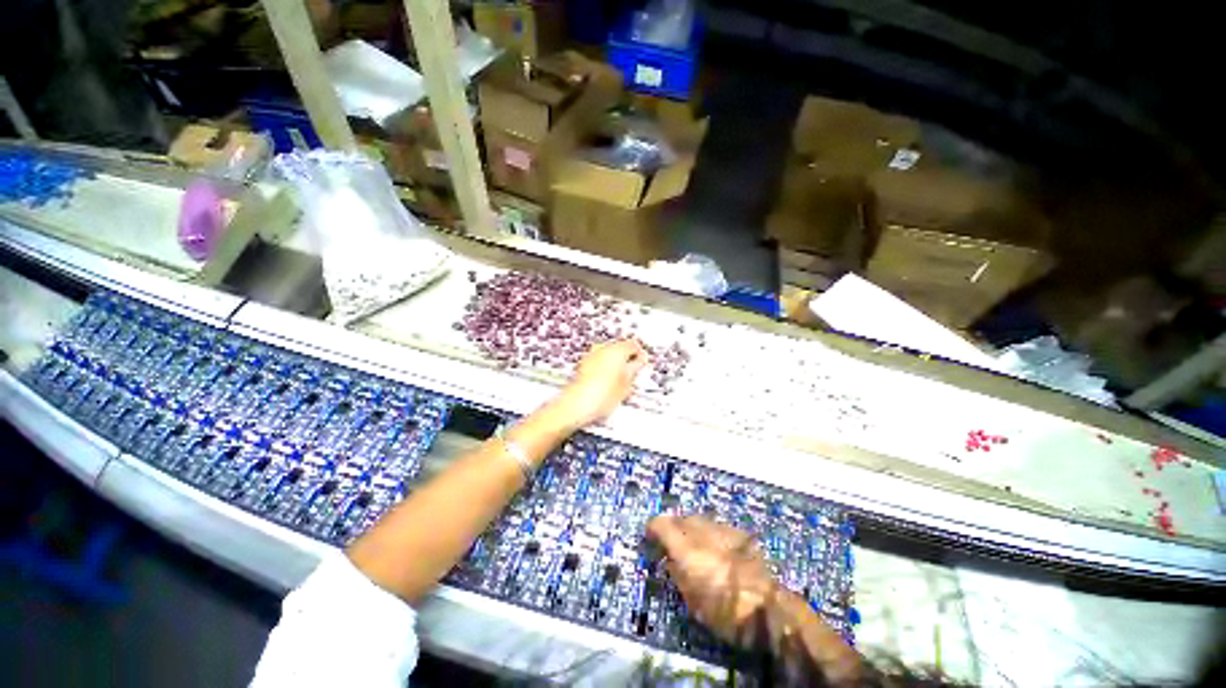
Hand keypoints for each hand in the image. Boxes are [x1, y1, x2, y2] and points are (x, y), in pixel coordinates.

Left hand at [553, 339, 648, 427]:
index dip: (640, 355)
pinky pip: (599, 361)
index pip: (634, 345)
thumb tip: (640, 362)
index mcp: (617, 349)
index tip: (642, 364)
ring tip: (620, 381)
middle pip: (621, 347)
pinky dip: (605, 368)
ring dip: (616, 363)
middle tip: (633, 373)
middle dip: (628, 359)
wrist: (578, 405)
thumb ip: (636, 369)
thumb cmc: (601, 395)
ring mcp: (592, 355)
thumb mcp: (627, 384)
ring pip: (609, 354)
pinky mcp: (584, 364)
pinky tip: (608, 383)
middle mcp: (603, 348)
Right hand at [647, 515, 778, 647]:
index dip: (652, 527)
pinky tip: (717, 547)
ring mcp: (722, 529)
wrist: (769, 608)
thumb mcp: (692, 601)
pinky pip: (718, 526)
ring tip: (694, 544)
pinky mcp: (739, 533)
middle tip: (671, 541)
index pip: (661, 523)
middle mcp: (702, 531)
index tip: (649, 535)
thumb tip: (669, 559)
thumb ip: (677, 573)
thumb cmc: (726, 613)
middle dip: (673, 526)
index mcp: (686, 548)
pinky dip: (711, 533)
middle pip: (681, 517)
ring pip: (700, 518)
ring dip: (692, 528)